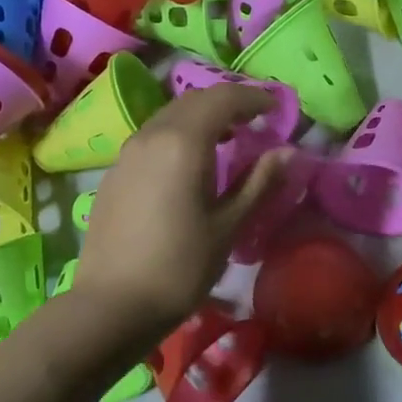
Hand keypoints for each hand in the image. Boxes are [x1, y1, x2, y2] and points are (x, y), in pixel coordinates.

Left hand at [72, 84, 291, 336]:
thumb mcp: (228, 226)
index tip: (276, 109)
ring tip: (226, 141)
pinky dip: (178, 136)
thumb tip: (288, 152)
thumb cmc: (181, 267)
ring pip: (168, 117)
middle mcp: (151, 136)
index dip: (253, 98)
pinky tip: (188, 165)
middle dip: (227, 103)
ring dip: (201, 118)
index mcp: (183, 143)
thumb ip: (259, 183)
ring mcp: (127, 154)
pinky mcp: (114, 174)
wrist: (113, 304)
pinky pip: (151, 138)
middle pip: (193, 101)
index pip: (223, 99)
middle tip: (254, 122)